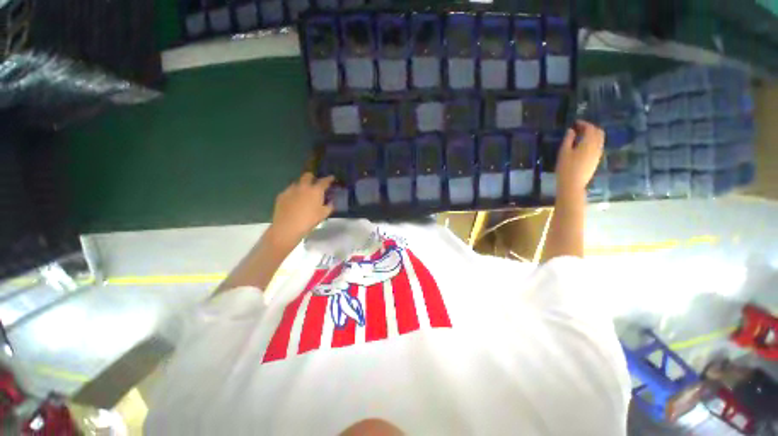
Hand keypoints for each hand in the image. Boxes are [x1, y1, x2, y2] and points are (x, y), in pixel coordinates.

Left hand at [269, 173, 334, 244]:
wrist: (287, 227)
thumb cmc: (309, 220)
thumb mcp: (323, 215)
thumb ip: (329, 206)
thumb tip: (331, 202)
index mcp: (315, 190)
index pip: (324, 181)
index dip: (329, 179)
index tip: (332, 178)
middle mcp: (303, 186)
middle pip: (308, 176)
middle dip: (312, 177)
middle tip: (315, 183)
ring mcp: (291, 189)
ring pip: (297, 182)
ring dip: (302, 185)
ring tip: (303, 193)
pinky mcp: (281, 195)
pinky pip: (289, 190)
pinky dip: (293, 193)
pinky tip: (293, 200)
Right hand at [556, 121, 604, 193]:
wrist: (573, 184)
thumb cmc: (565, 168)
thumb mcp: (563, 152)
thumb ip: (568, 140)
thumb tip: (571, 130)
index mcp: (588, 143)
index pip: (590, 128)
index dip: (583, 124)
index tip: (575, 123)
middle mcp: (597, 146)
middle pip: (599, 132)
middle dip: (590, 128)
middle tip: (579, 128)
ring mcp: (598, 154)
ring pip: (600, 139)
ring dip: (593, 135)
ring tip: (581, 136)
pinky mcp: (596, 160)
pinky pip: (598, 146)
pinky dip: (593, 142)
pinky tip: (584, 146)